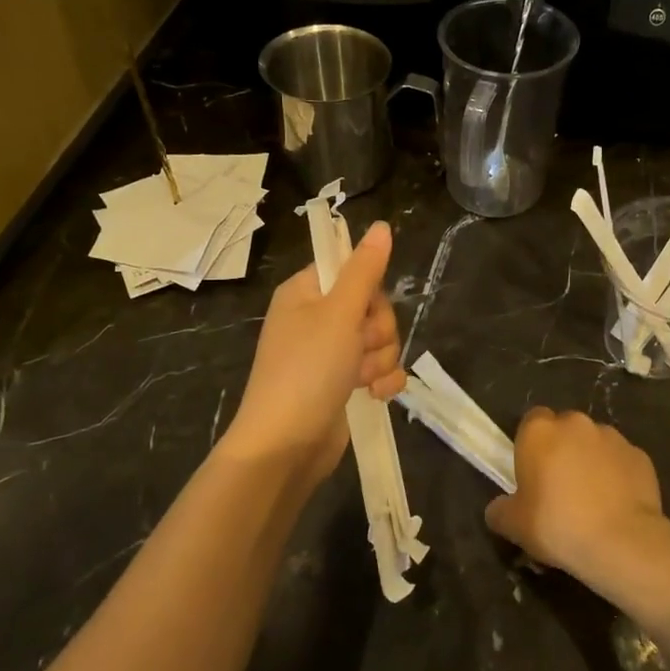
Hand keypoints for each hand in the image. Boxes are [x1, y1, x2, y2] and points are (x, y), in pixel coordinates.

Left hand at [219, 220, 404, 485]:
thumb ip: (365, 270)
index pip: (352, 270)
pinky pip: (380, 369)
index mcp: (305, 292)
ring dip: (381, 359)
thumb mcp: (339, 313)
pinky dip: (383, 381)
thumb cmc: (307, 370)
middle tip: (360, 348)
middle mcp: (316, 318)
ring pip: (380, 340)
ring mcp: (330, 354)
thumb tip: (381, 225)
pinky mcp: (343, 384)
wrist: (286, 446)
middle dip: (378, 331)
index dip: (368, 290)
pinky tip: (375, 395)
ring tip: (361, 379)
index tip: (363, 308)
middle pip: (373, 306)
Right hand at [485, 408, 668, 583]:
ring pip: (594, 443)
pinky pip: (620, 461)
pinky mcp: (639, 455)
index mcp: (540, 431)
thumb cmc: (558, 525)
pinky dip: (617, 475)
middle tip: (559, 486)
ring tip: (591, 499)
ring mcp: (612, 437)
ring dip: (590, 460)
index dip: (531, 444)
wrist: (621, 543)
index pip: (531, 421)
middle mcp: (576, 424)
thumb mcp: (514, 525)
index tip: (532, 472)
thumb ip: (500, 511)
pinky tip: (615, 504)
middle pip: (564, 429)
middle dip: (562, 450)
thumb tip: (498, 509)